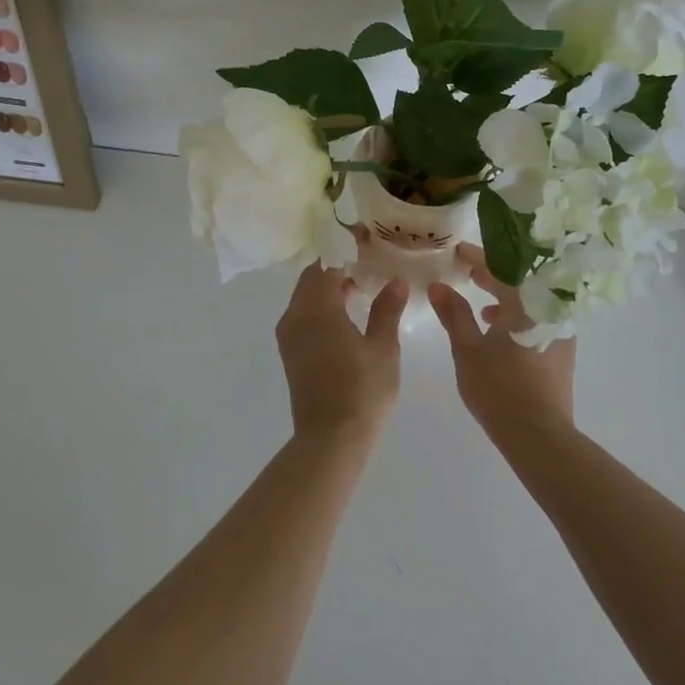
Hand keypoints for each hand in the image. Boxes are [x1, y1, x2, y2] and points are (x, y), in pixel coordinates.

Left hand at [275, 262, 406, 442]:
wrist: (330, 440)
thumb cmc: (362, 390)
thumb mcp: (383, 347)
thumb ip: (387, 310)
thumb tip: (396, 281)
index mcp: (317, 307)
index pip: (327, 263)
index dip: (346, 250)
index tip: (368, 244)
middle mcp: (296, 315)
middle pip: (312, 277)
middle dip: (336, 267)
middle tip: (366, 265)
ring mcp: (289, 335)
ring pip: (305, 296)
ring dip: (327, 287)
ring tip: (361, 288)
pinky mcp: (290, 352)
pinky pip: (303, 314)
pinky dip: (321, 306)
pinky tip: (346, 315)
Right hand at [427, 245, 576, 448]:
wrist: (539, 436)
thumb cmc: (499, 388)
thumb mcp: (467, 349)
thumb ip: (454, 314)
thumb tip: (438, 286)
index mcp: (525, 302)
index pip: (499, 267)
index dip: (476, 257)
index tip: (457, 251)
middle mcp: (548, 309)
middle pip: (518, 281)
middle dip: (491, 275)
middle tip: (466, 271)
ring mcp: (559, 330)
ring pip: (529, 301)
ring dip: (505, 297)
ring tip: (480, 303)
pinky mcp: (561, 350)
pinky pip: (538, 318)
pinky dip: (518, 316)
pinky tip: (498, 332)